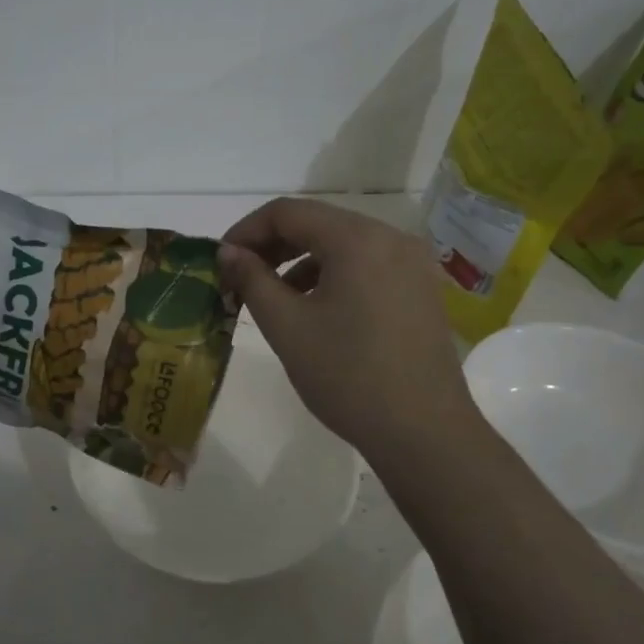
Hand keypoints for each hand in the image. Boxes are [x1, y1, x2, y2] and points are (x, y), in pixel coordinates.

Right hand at [217, 198, 482, 462]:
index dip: (245, 231)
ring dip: (300, 263)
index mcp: (357, 239)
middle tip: (240, 280)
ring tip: (274, 300)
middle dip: (272, 247)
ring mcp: (412, 263)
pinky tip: (315, 311)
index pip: (287, 212)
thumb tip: (228, 251)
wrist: (422, 432)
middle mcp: (390, 237)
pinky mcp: (420, 289)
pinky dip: (332, 277)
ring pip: (342, 246)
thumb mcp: (287, 326)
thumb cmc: (347, 375)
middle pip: (317, 224)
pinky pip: (366, 266)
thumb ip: (252, 279)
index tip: (221, 262)